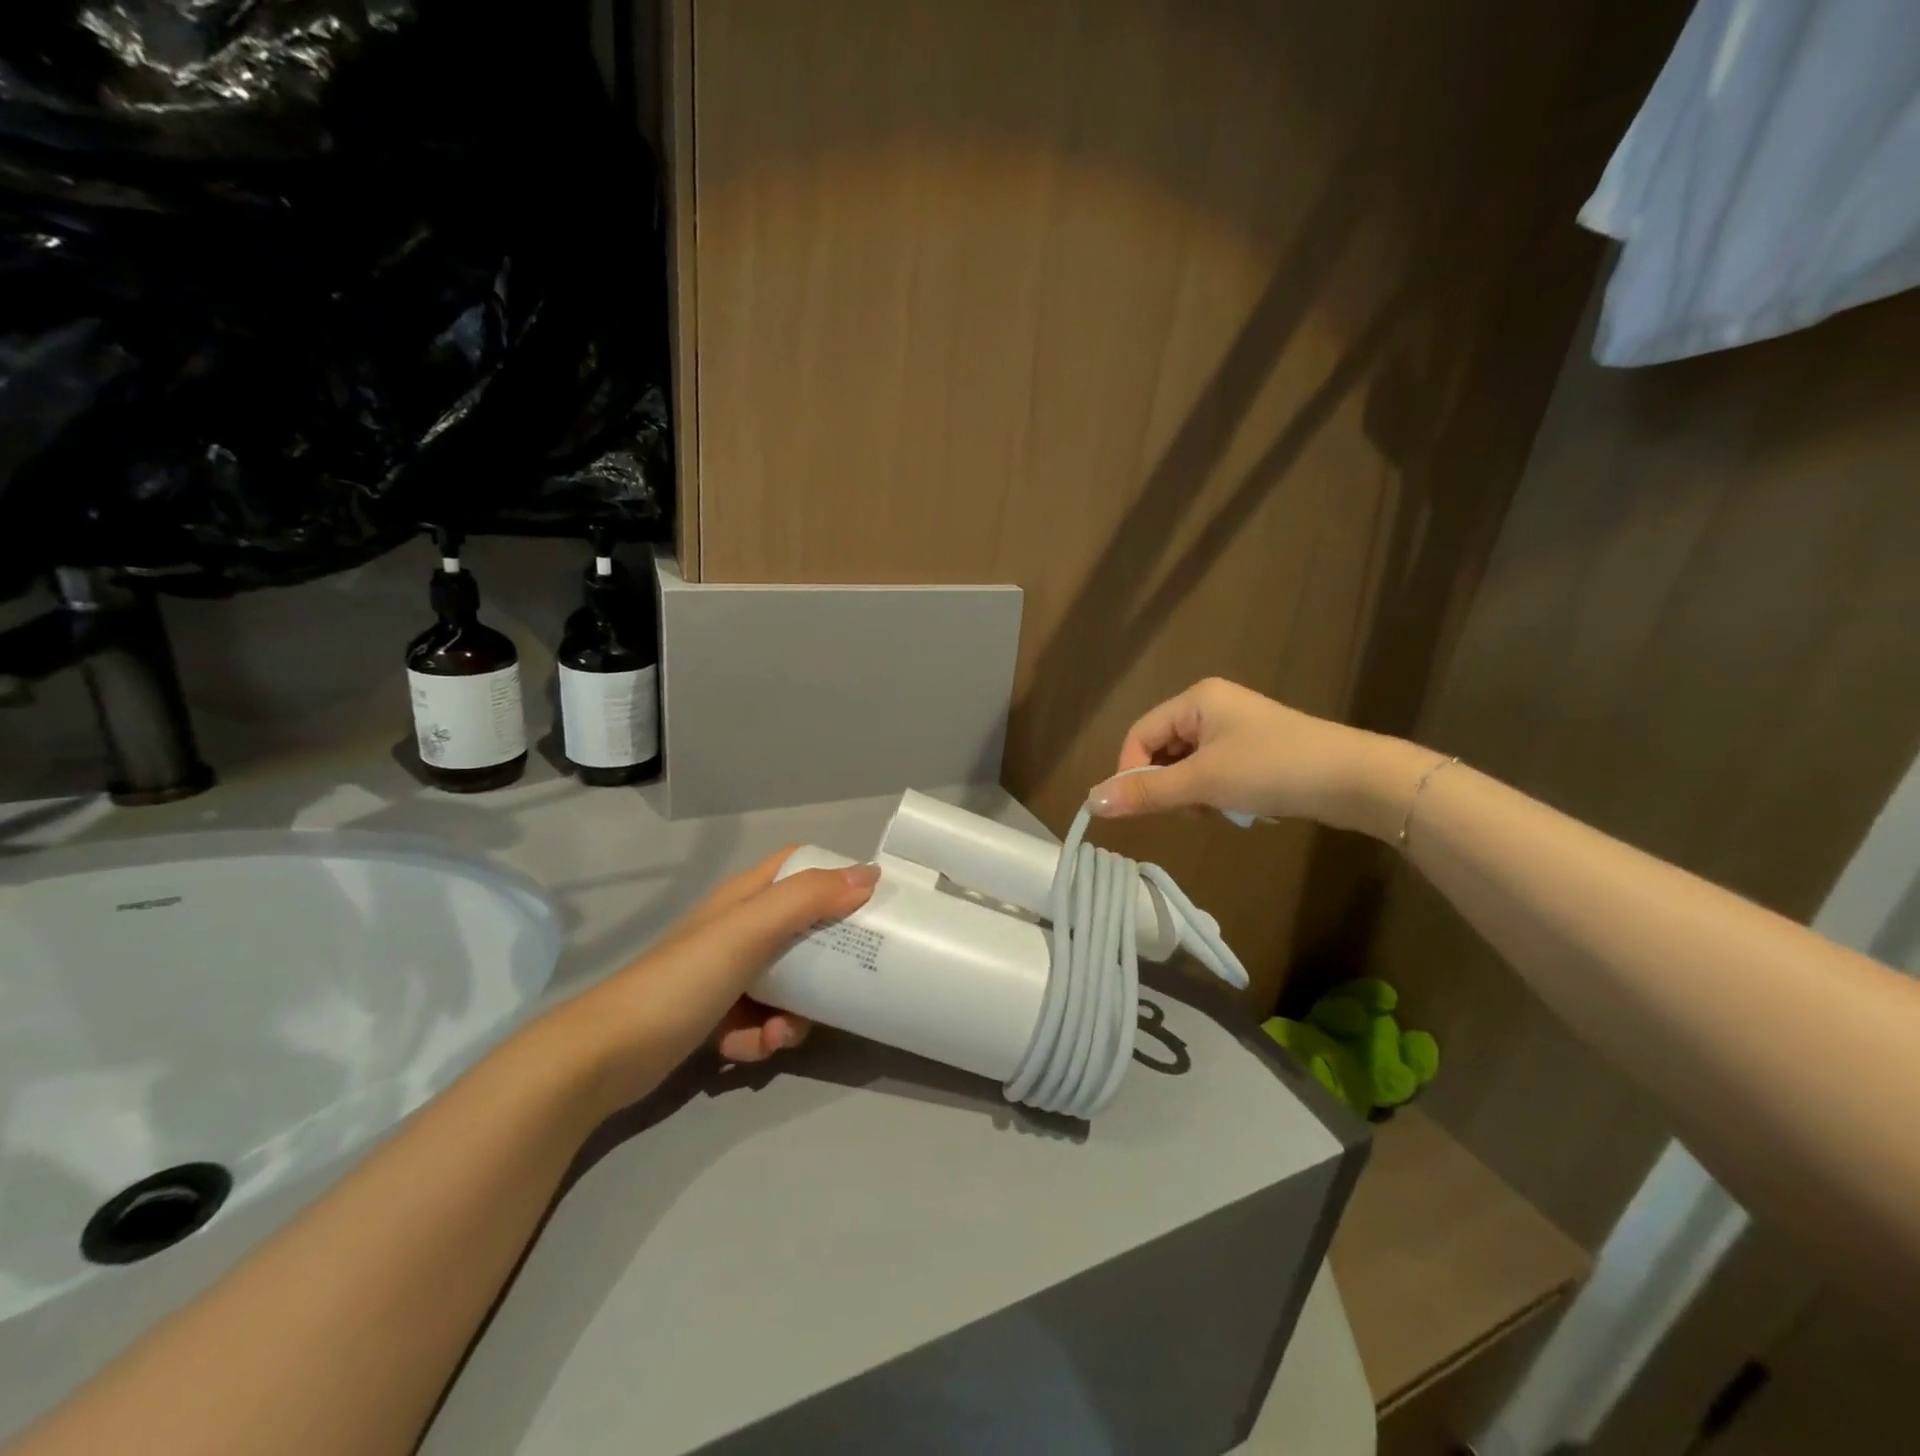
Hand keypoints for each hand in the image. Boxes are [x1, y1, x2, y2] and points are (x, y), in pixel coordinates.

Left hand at [554, 848, 878, 1112]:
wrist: (605, 1056)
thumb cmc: (683, 980)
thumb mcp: (749, 931)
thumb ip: (807, 900)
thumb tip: (869, 875)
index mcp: (745, 897)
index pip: (798, 866)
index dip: (834, 876)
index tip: (870, 901)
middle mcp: (737, 929)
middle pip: (801, 929)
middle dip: (826, 958)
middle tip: (850, 978)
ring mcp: (724, 974)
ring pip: (787, 982)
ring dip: (796, 1010)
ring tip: (782, 1033)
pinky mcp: (714, 1016)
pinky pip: (760, 1021)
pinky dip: (762, 1037)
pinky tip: (749, 1051)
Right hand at [1085, 677, 1432, 838]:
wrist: (1355, 780)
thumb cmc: (1272, 769)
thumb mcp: (1203, 782)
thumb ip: (1146, 793)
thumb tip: (1091, 803)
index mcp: (1195, 699)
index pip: (1139, 734)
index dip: (1132, 772)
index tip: (1142, 808)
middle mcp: (1212, 705)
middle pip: (1163, 749)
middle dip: (1168, 784)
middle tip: (1190, 809)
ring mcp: (1236, 727)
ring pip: (1188, 764)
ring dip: (1192, 792)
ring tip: (1218, 809)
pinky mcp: (1256, 749)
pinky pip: (1214, 770)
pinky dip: (1216, 792)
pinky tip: (1238, 806)